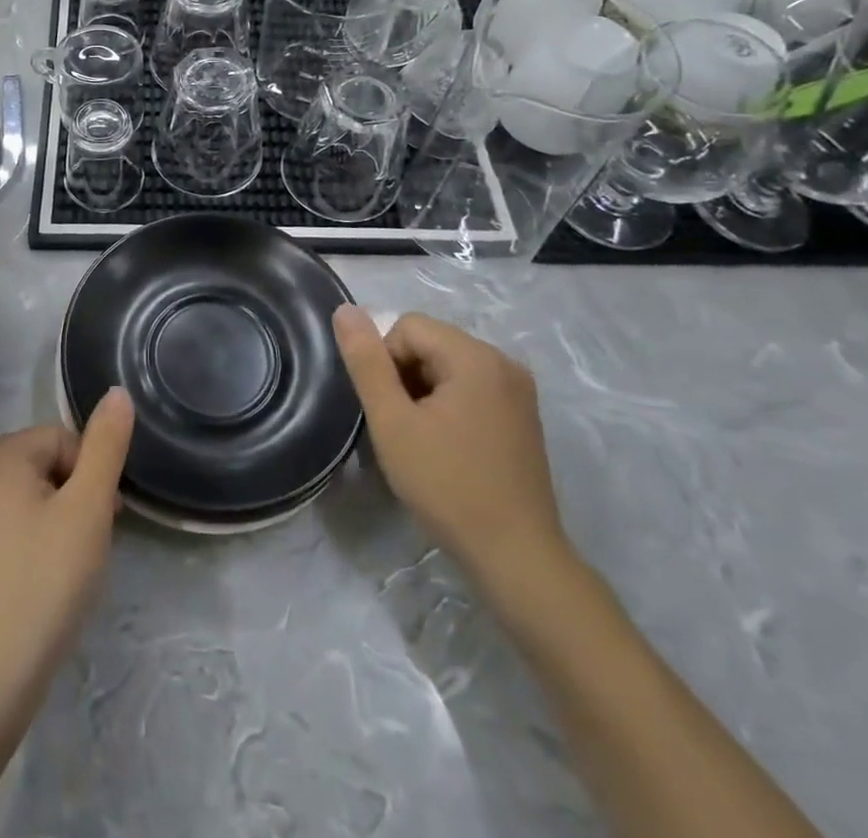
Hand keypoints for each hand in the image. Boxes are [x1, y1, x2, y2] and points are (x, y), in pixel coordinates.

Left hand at [0, 391, 134, 724]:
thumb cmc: (44, 582)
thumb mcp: (88, 508)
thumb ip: (106, 446)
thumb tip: (117, 392)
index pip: (62, 441)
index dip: (90, 478)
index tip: (102, 523)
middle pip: (42, 465)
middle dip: (72, 497)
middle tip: (85, 547)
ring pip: (24, 496)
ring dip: (52, 520)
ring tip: (63, 568)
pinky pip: (2, 525)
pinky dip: (26, 542)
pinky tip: (35, 582)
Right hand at [334, 306, 567, 581]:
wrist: (516, 557)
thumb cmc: (447, 486)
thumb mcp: (392, 422)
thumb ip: (366, 362)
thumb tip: (345, 310)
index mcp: (476, 356)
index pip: (407, 327)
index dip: (384, 362)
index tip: (389, 410)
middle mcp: (504, 362)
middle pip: (430, 343)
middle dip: (405, 376)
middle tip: (402, 427)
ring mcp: (519, 390)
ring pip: (448, 366)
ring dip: (424, 392)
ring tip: (422, 439)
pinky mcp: (523, 416)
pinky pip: (471, 387)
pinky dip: (448, 405)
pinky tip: (446, 446)